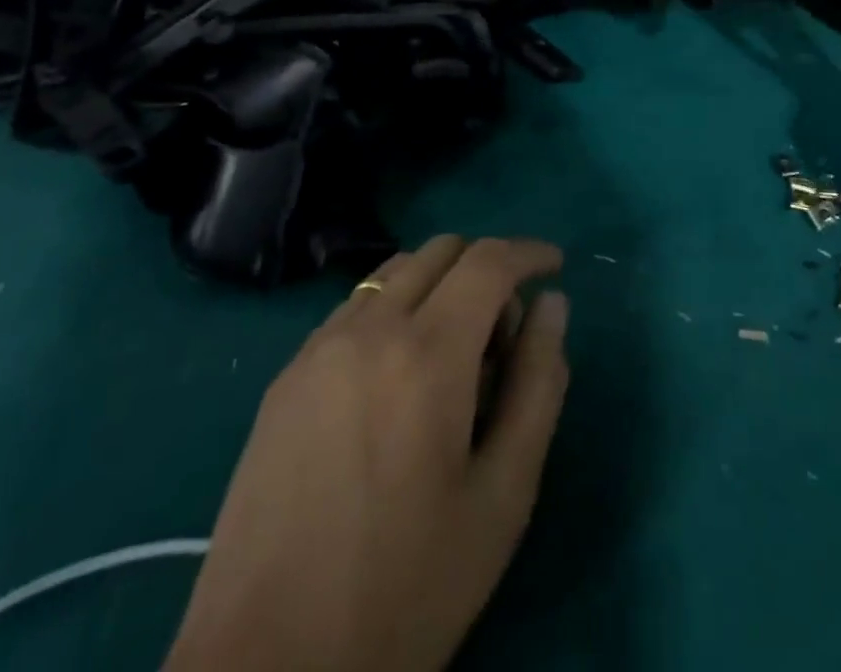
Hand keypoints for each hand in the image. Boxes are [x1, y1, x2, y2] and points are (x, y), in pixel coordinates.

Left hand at [166, 236, 569, 671]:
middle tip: (503, 336)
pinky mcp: (284, 379)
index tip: (555, 265)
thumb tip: (553, 305)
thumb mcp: (503, 495)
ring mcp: (318, 349)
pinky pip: (355, 307)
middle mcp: (369, 329)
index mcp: (427, 354)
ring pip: (396, 271)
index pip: (489, 261)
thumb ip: (540, 384)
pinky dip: (395, 309)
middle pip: (442, 250)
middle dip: (487, 269)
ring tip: (450, 357)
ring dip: (440, 284)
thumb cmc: (405, 589)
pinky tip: (396, 379)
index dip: (530, 251)